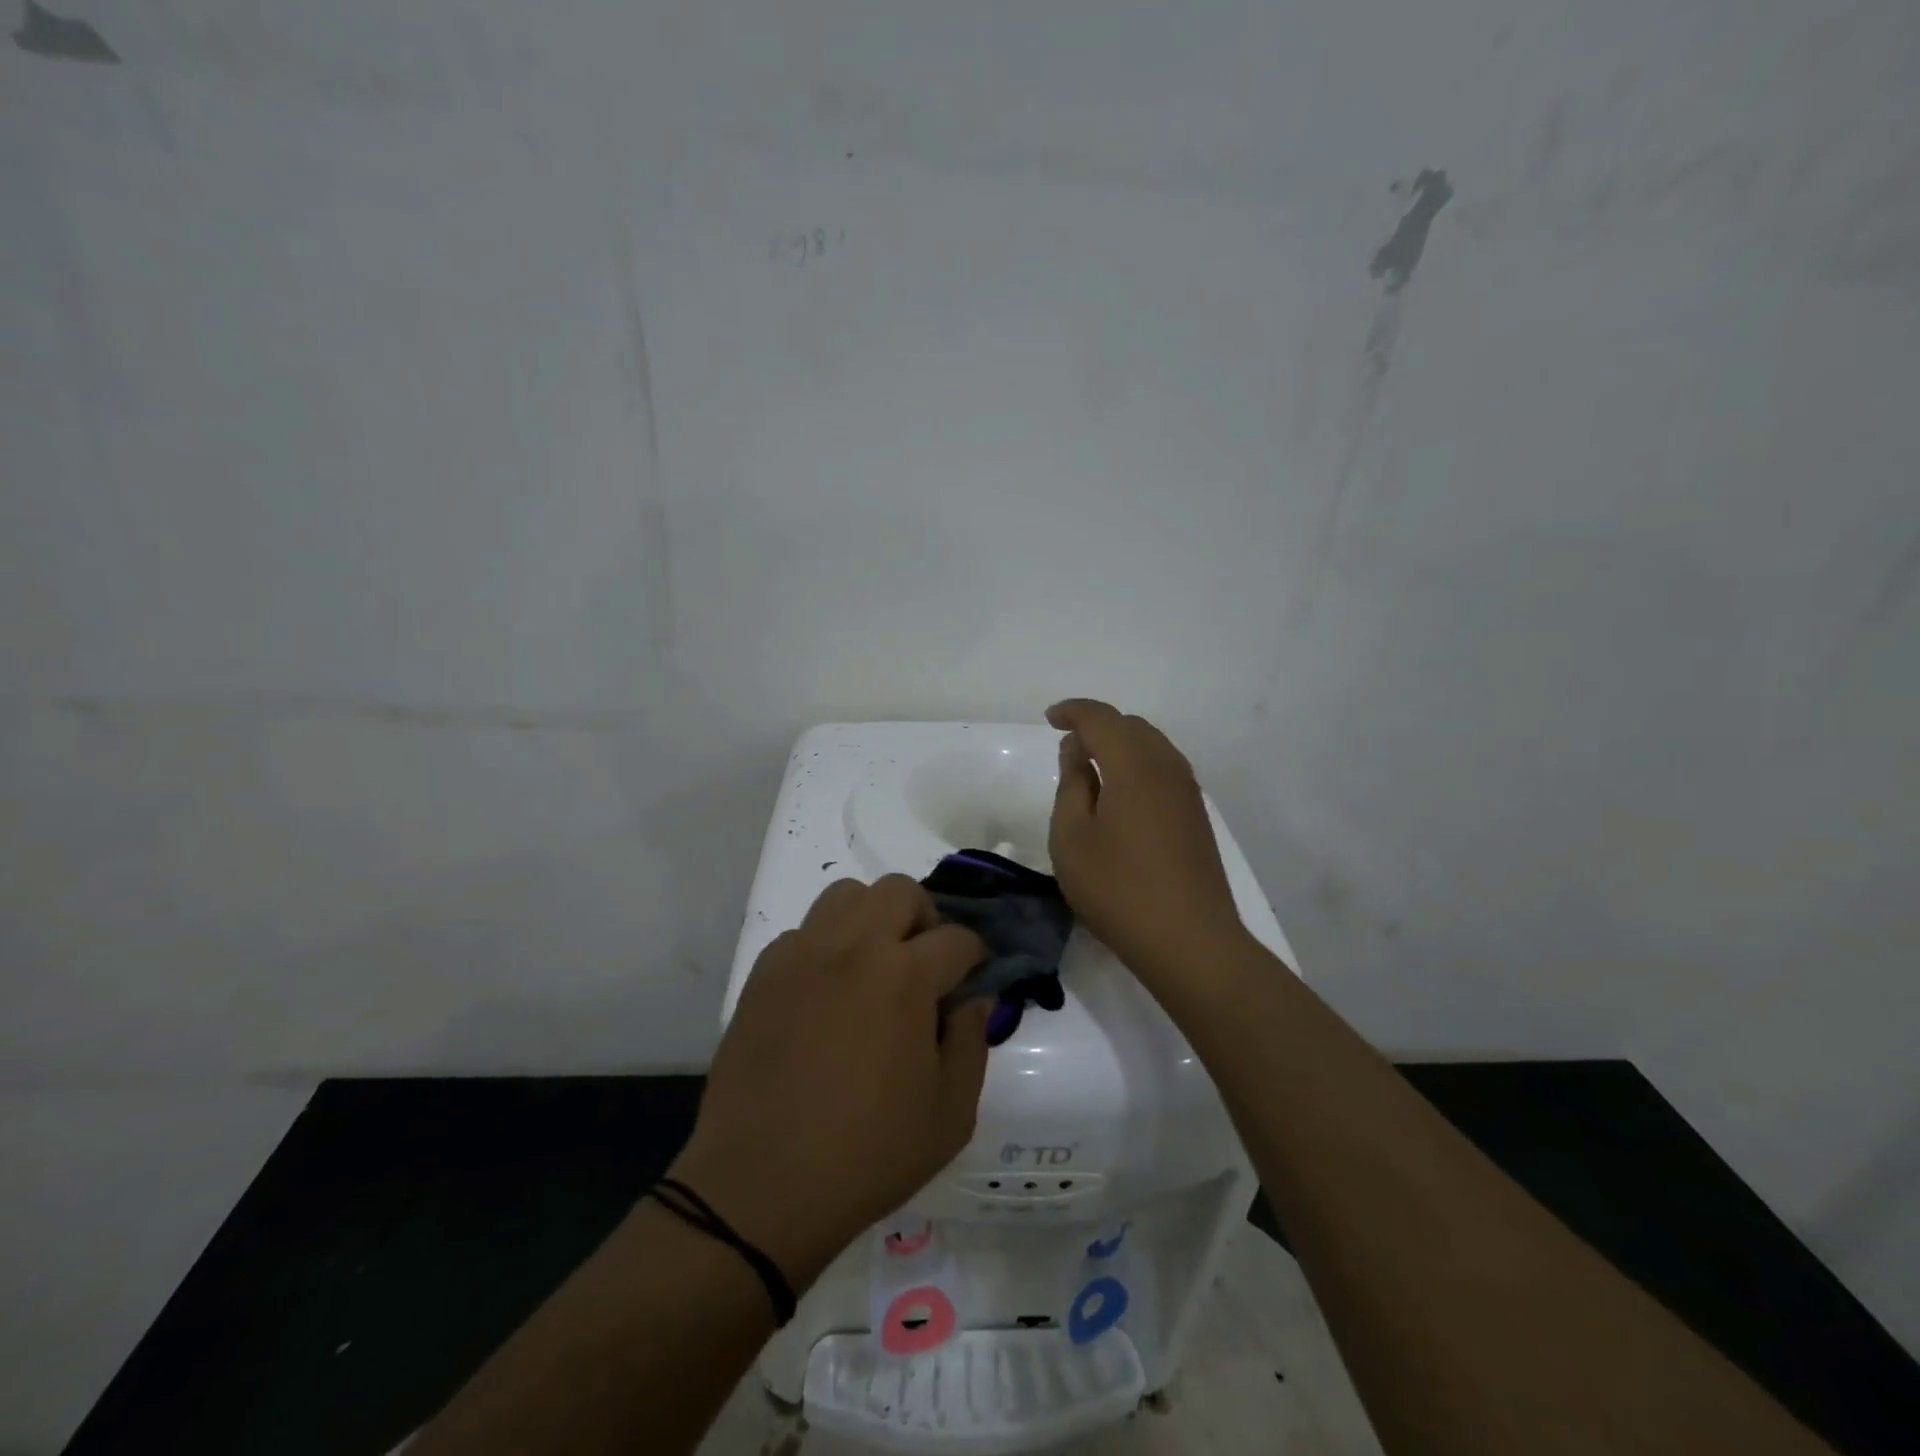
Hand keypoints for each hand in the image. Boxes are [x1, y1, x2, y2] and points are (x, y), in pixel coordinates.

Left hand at [669, 876, 991, 1288]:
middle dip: (926, 918)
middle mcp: (853, 948)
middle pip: (900, 890)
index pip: (957, 938)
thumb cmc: (867, 1155)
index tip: (973, 979)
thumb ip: (972, 1043)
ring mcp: (802, 954)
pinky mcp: (764, 973)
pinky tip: (827, 990)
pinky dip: (826, 944)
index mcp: (904, 976)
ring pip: (847, 895)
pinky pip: (803, 931)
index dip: (975, 956)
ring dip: (872, 917)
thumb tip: (975, 999)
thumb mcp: (949, 1115)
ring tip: (875, 964)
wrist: (760, 1186)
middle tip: (925, 964)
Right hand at [1046, 699, 1247, 982]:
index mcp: (1133, 765)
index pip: (1101, 718)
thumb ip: (1072, 784)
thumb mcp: (1072, 837)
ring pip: (1151, 745)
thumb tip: (1078, 749)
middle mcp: (1166, 766)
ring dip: (1120, 745)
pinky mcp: (1195, 814)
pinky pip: (1163, 768)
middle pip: (1131, 726)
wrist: (1190, 940)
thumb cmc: (1118, 889)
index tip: (1050, 719)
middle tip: (1067, 746)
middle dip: (1097, 726)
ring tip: (1091, 769)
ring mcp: (1187, 791)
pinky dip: (1137, 765)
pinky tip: (1121, 794)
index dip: (1073, 711)